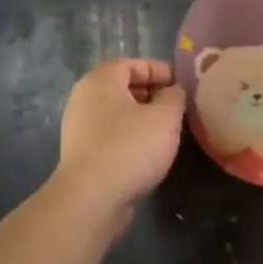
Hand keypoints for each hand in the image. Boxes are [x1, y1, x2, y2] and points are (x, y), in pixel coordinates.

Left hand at [55, 59, 185, 210]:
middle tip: (179, 109)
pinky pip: (111, 135)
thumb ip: (175, 97)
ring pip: (119, 113)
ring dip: (144, 118)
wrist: (91, 199)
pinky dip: (131, 137)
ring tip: (168, 132)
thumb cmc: (130, 147)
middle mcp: (85, 98)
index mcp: (101, 80)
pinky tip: (148, 153)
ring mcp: (79, 127)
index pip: (134, 64)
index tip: (183, 87)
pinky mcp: (82, 154)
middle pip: (124, 87)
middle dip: (154, 95)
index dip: (161, 71)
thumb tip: (173, 92)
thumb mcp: (165, 117)